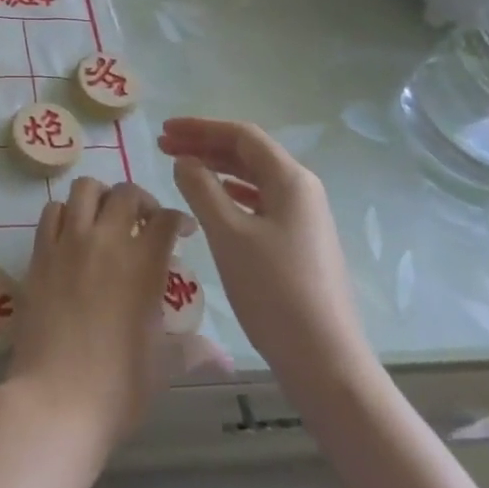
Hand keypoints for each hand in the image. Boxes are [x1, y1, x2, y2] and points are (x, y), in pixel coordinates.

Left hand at [4, 177, 191, 447]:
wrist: (56, 399)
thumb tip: (220, 355)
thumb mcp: (164, 366)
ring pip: (85, 189)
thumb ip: (192, 350)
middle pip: (126, 193)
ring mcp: (69, 243)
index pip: (166, 219)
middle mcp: (106, 241)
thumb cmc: (118, 387)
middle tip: (145, 223)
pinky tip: (73, 234)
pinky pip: (52, 212)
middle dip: (142, 201)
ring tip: (106, 220)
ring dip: (101, 197)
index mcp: (144, 265)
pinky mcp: (40, 253)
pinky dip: (66, 213)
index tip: (183, 232)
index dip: (179, 219)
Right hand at [160, 118, 371, 390]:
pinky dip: (231, 193)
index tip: (164, 130)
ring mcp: (304, 217)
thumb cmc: (274, 290)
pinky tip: (214, 201)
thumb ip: (201, 189)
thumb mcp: (228, 234)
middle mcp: (302, 190)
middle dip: (205, 145)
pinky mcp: (300, 242)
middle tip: (164, 147)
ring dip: (216, 169)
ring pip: (254, 178)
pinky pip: (260, 201)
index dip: (200, 127)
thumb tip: (185, 161)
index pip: (241, 135)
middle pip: (248, 153)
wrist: (324, 359)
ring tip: (181, 169)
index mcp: (291, 179)